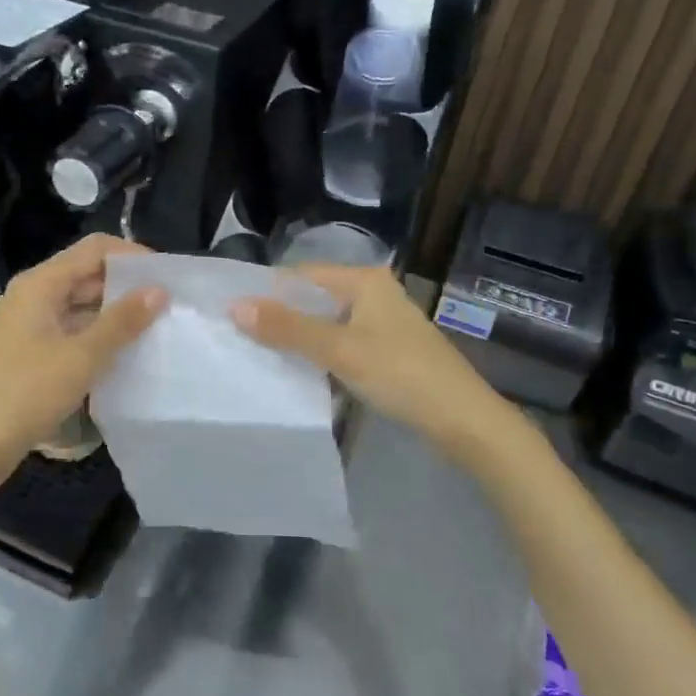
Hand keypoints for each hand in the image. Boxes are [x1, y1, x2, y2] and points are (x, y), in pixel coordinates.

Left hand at [0, 234, 166, 497]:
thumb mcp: (82, 356)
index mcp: (41, 284)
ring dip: (114, 312)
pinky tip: (124, 352)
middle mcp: (33, 294)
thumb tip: (159, 290)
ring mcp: (29, 323)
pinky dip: (97, 334)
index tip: (166, 277)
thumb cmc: (27, 393)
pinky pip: (70, 328)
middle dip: (127, 285)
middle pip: (87, 273)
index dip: (132, 256)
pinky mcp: (29, 350)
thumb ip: (122, 321)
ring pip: (80, 303)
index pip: (95, 249)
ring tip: (155, 327)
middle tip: (168, 305)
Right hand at [233, 264, 499, 449]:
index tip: (231, 315)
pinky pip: (341, 343)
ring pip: (326, 323)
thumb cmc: (401, 374)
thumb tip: (235, 306)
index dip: (267, 293)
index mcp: (363, 280)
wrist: (463, 419)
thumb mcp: (339, 350)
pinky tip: (298, 372)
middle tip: (238, 338)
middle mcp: (372, 292)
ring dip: (298, 339)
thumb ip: (287, 328)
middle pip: (313, 299)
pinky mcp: (385, 349)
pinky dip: (319, 354)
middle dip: (280, 318)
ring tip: (259, 356)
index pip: (301, 275)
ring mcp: (381, 322)